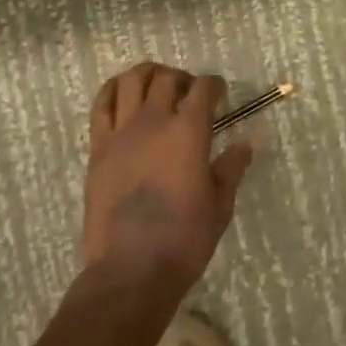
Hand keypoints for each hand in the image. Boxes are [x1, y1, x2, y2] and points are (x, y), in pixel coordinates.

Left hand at [81, 63, 253, 295]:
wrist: (131, 270)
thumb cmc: (184, 239)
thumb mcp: (220, 204)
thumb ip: (232, 167)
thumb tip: (247, 142)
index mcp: (189, 131)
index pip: (204, 88)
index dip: (214, 85)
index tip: (219, 93)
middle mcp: (154, 121)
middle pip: (167, 79)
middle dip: (183, 79)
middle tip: (189, 94)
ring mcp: (122, 132)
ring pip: (131, 80)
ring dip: (148, 75)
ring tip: (157, 86)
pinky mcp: (98, 147)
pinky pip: (101, 105)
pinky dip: (113, 90)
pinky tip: (122, 94)